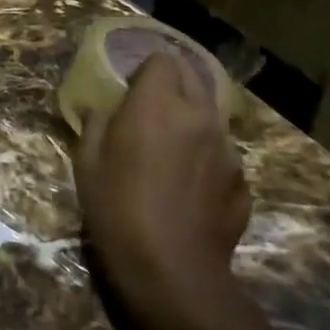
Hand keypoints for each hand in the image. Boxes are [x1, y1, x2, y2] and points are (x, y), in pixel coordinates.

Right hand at [73, 51, 250, 329]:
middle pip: (193, 77)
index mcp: (158, 103)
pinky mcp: (242, 181)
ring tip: (172, 154)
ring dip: (192, 122)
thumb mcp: (87, 163)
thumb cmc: (117, 209)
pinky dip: (207, 159)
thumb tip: (100, 111)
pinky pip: (223, 154)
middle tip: (151, 113)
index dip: (146, 71)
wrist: (171, 270)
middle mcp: (199, 115)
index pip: (162, 59)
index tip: (131, 92)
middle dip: (173, 86)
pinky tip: (190, 189)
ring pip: (210, 116)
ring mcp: (227, 148)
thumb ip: (95, 124)